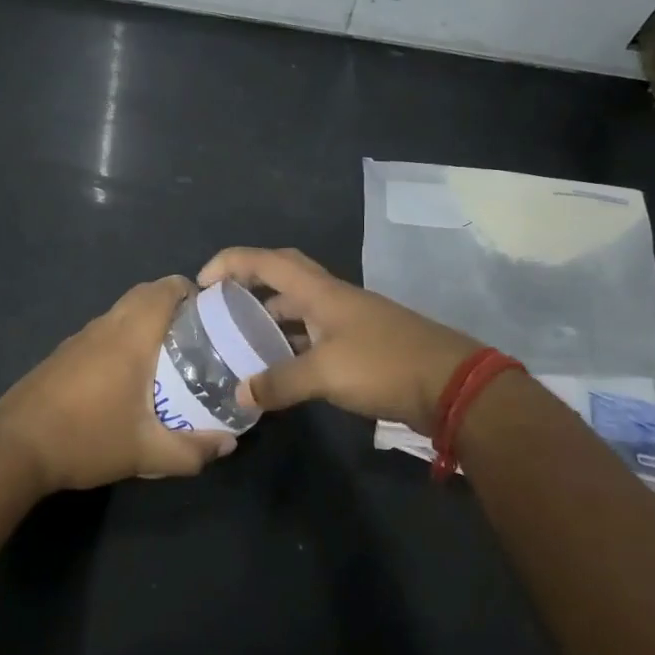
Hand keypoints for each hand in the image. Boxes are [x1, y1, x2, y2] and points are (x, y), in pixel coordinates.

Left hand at [0, 276, 236, 493]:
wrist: (14, 449)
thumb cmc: (86, 439)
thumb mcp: (146, 453)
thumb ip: (192, 451)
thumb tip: (228, 445)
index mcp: (129, 336)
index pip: (164, 289)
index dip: (191, 291)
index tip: (211, 312)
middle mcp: (104, 327)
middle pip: (143, 295)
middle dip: (172, 305)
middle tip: (196, 336)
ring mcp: (78, 339)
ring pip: (120, 313)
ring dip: (145, 322)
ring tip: (168, 357)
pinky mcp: (61, 355)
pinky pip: (102, 332)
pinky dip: (122, 339)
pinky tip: (126, 378)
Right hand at [197, 248, 480, 434]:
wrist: (453, 386)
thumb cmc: (384, 365)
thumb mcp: (325, 373)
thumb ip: (279, 382)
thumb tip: (239, 393)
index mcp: (322, 292)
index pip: (268, 261)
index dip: (231, 262)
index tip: (202, 281)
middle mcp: (334, 298)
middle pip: (285, 274)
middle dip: (250, 280)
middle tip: (222, 302)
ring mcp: (351, 321)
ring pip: (300, 307)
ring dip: (271, 315)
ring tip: (242, 337)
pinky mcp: (362, 345)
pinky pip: (314, 334)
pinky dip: (292, 343)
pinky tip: (280, 367)